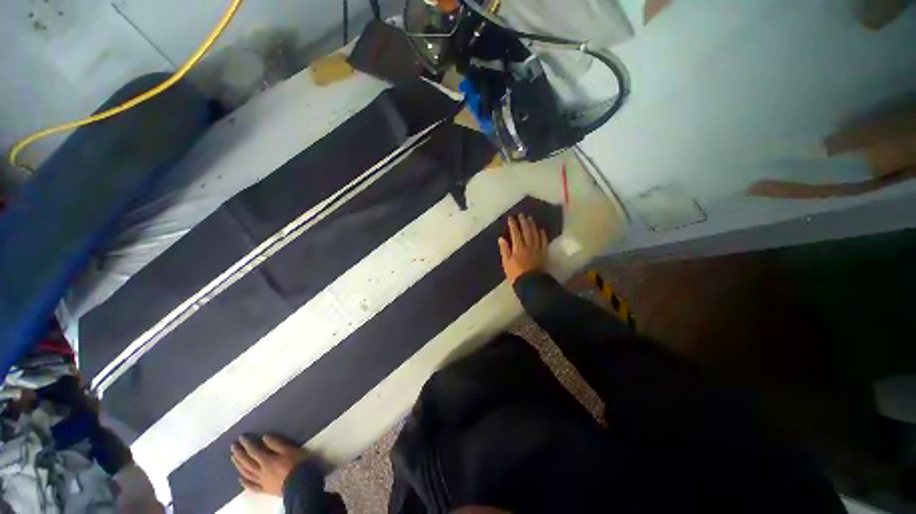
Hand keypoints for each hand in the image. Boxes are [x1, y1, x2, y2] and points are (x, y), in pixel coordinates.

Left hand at [231, 435, 307, 495]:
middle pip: (247, 462)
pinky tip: (240, 479)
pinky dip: (245, 483)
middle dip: (239, 453)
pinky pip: (252, 486)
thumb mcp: (290, 450)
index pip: (254, 451)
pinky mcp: (265, 489)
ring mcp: (262, 481)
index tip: (240, 437)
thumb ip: (277, 444)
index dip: (247, 444)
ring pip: (247, 473)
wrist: (300, 484)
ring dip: (239, 465)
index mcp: (267, 461)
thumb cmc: (297, 464)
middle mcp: (261, 471)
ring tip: (233, 458)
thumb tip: (264, 437)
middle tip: (232, 446)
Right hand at [498, 214, 548, 283]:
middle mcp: (529, 246)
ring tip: (530, 218)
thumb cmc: (516, 274)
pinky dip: (542, 235)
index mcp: (518, 248)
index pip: (515, 233)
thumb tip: (501, 238)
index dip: (513, 224)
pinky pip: (544, 242)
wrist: (531, 284)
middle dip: (523, 222)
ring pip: (535, 234)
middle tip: (521, 215)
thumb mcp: (506, 263)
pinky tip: (541, 230)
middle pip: (526, 231)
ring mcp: (537, 249)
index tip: (511, 218)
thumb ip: (505, 250)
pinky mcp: (543, 253)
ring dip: (532, 225)